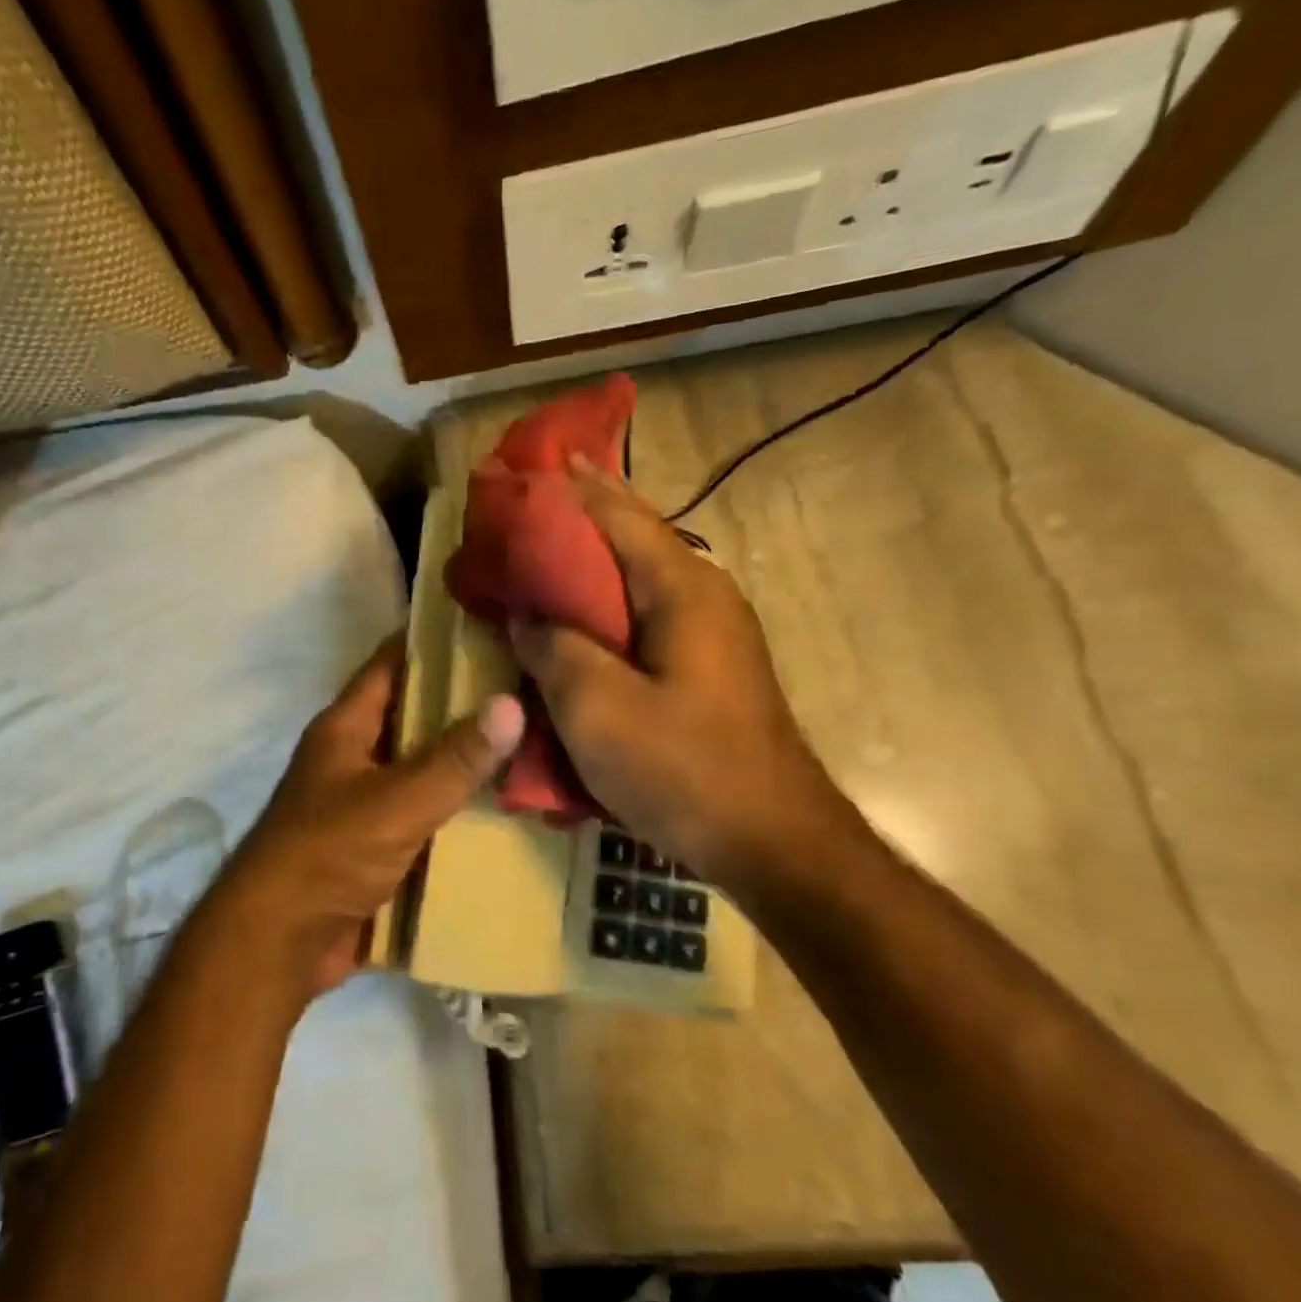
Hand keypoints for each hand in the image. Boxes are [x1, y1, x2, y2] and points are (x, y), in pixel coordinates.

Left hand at [216, 638, 524, 995]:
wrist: (278, 943)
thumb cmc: (327, 854)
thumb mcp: (396, 801)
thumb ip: (454, 758)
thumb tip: (512, 703)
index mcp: (346, 727)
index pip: (393, 663)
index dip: (436, 641)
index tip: (491, 624)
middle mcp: (355, 756)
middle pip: (415, 715)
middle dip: (466, 702)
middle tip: (532, 686)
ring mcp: (367, 802)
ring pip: (426, 767)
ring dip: (468, 760)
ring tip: (536, 741)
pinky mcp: (379, 845)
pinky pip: (428, 814)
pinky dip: (461, 809)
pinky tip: (510, 807)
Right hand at [509, 459, 859, 898]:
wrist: (772, 840)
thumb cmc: (684, 768)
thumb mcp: (597, 708)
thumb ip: (554, 649)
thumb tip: (528, 615)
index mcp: (682, 589)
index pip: (619, 515)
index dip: (574, 487)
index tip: (535, 461)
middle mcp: (703, 597)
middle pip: (633, 540)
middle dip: (581, 518)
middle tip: (528, 506)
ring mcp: (711, 636)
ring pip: (638, 582)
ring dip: (591, 565)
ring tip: (542, 558)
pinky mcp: (705, 671)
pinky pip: (644, 620)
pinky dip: (605, 609)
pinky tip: (577, 623)